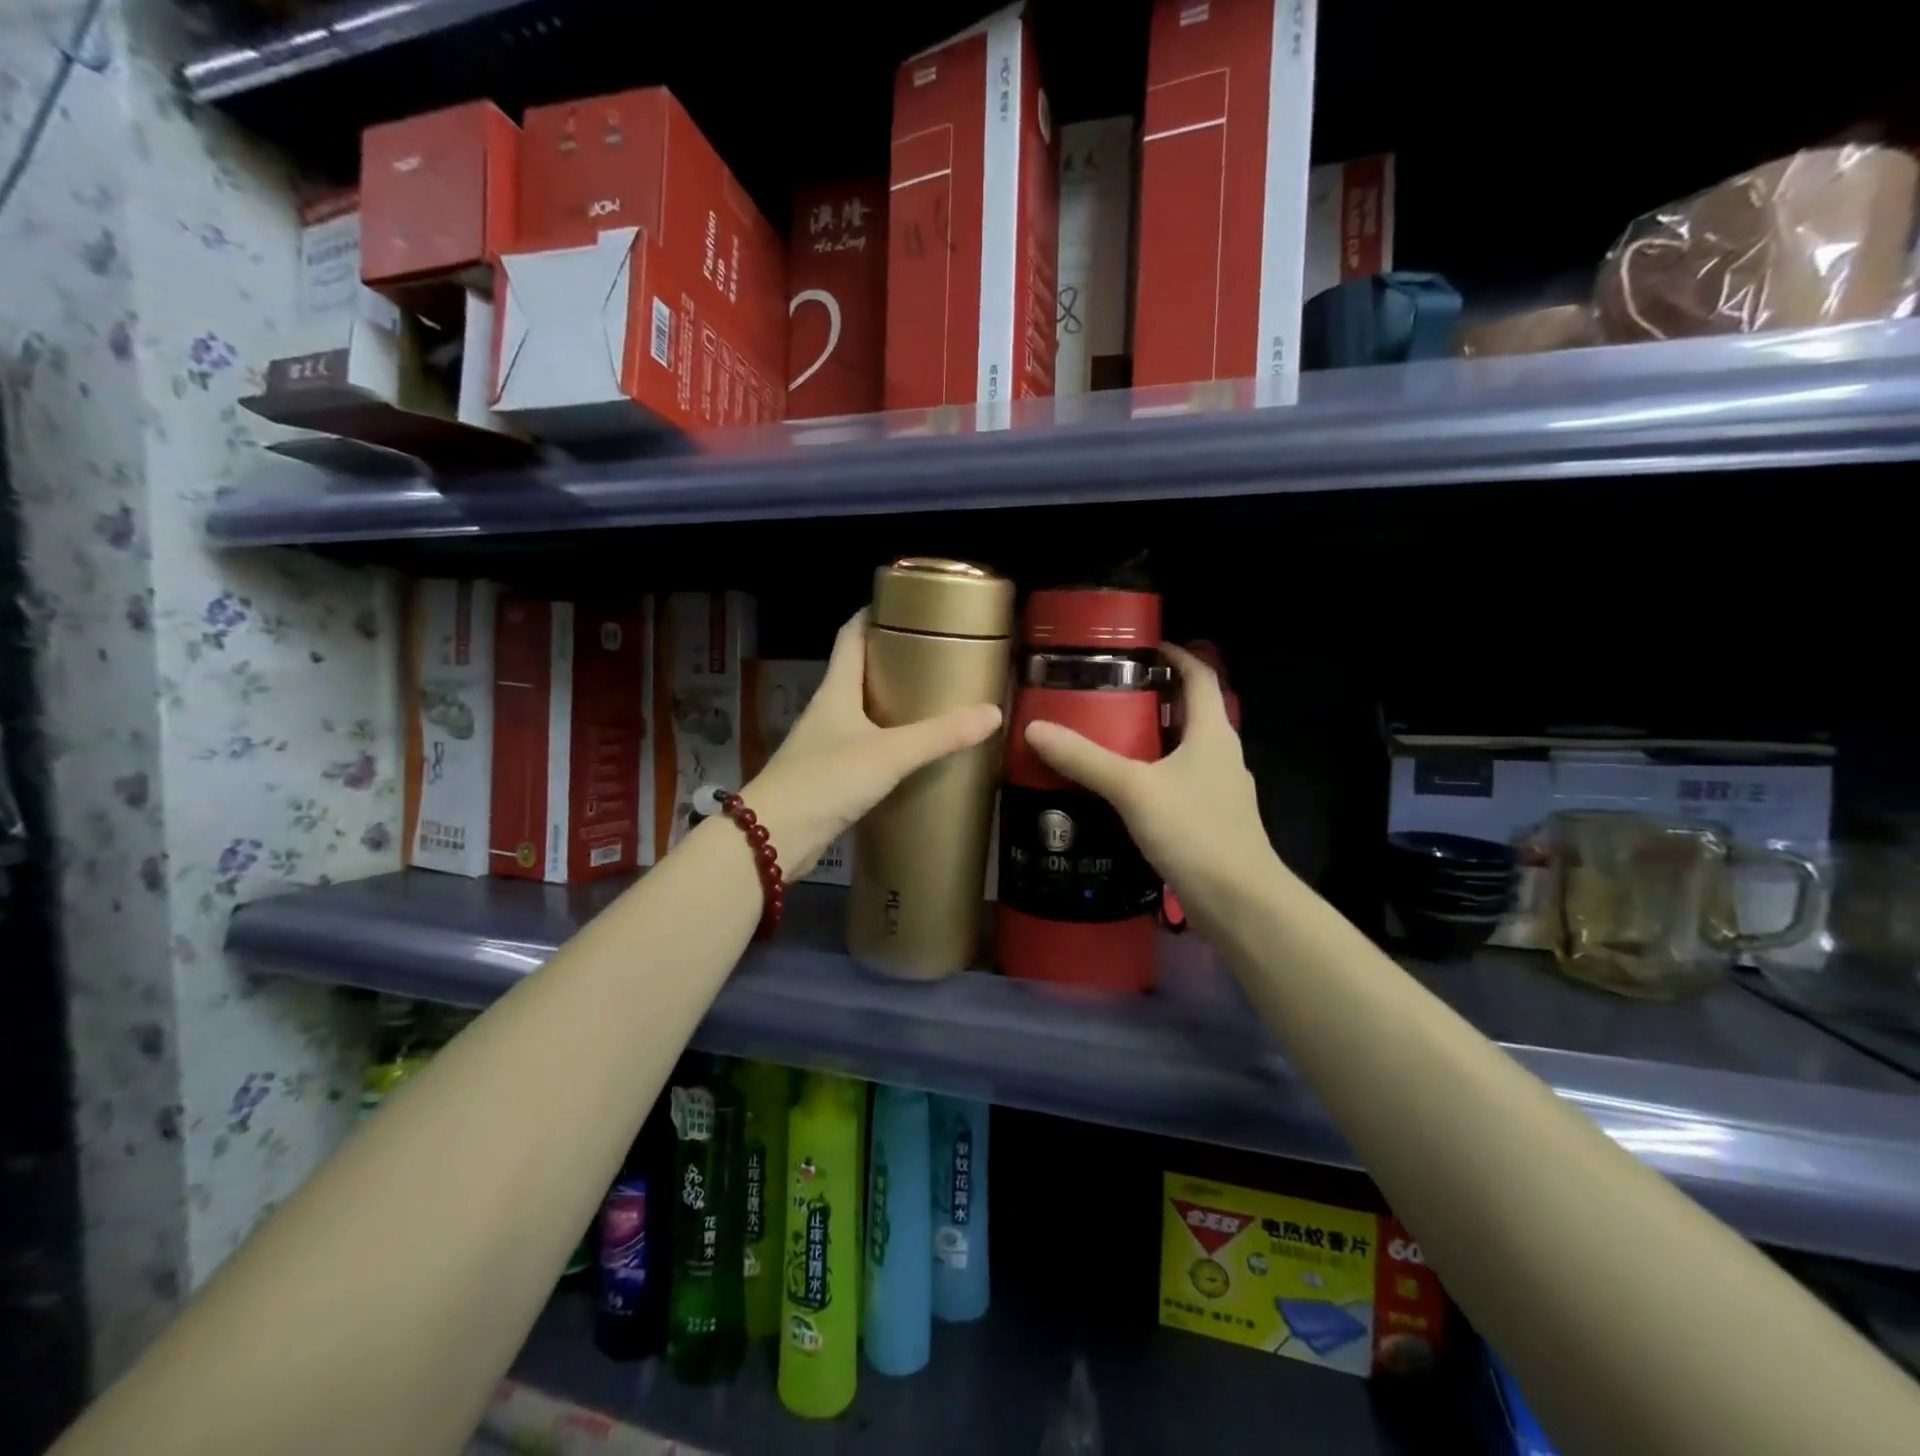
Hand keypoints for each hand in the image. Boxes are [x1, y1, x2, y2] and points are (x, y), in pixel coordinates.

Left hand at [743, 611, 1001, 874]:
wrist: (772, 839)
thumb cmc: (825, 781)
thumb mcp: (888, 754)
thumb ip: (939, 735)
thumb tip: (993, 713)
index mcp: (836, 691)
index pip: (851, 636)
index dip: (873, 615)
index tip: (907, 606)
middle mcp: (828, 711)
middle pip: (860, 673)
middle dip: (894, 661)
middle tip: (937, 658)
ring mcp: (825, 745)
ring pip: (863, 713)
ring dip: (892, 704)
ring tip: (933, 702)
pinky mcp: (829, 777)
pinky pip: (864, 748)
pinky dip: (888, 743)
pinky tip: (912, 755)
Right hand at [1024, 644, 1279, 941]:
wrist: (1240, 902)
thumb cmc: (1195, 832)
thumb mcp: (1134, 789)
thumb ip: (1085, 759)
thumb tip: (1034, 728)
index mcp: (1213, 733)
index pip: (1200, 676)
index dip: (1176, 655)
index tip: (1141, 646)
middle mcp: (1221, 755)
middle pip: (1188, 712)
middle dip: (1152, 698)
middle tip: (1106, 694)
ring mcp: (1218, 790)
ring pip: (1182, 751)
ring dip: (1150, 739)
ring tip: (1105, 738)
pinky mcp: (1210, 821)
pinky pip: (1177, 783)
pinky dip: (1152, 776)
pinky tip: (1122, 792)